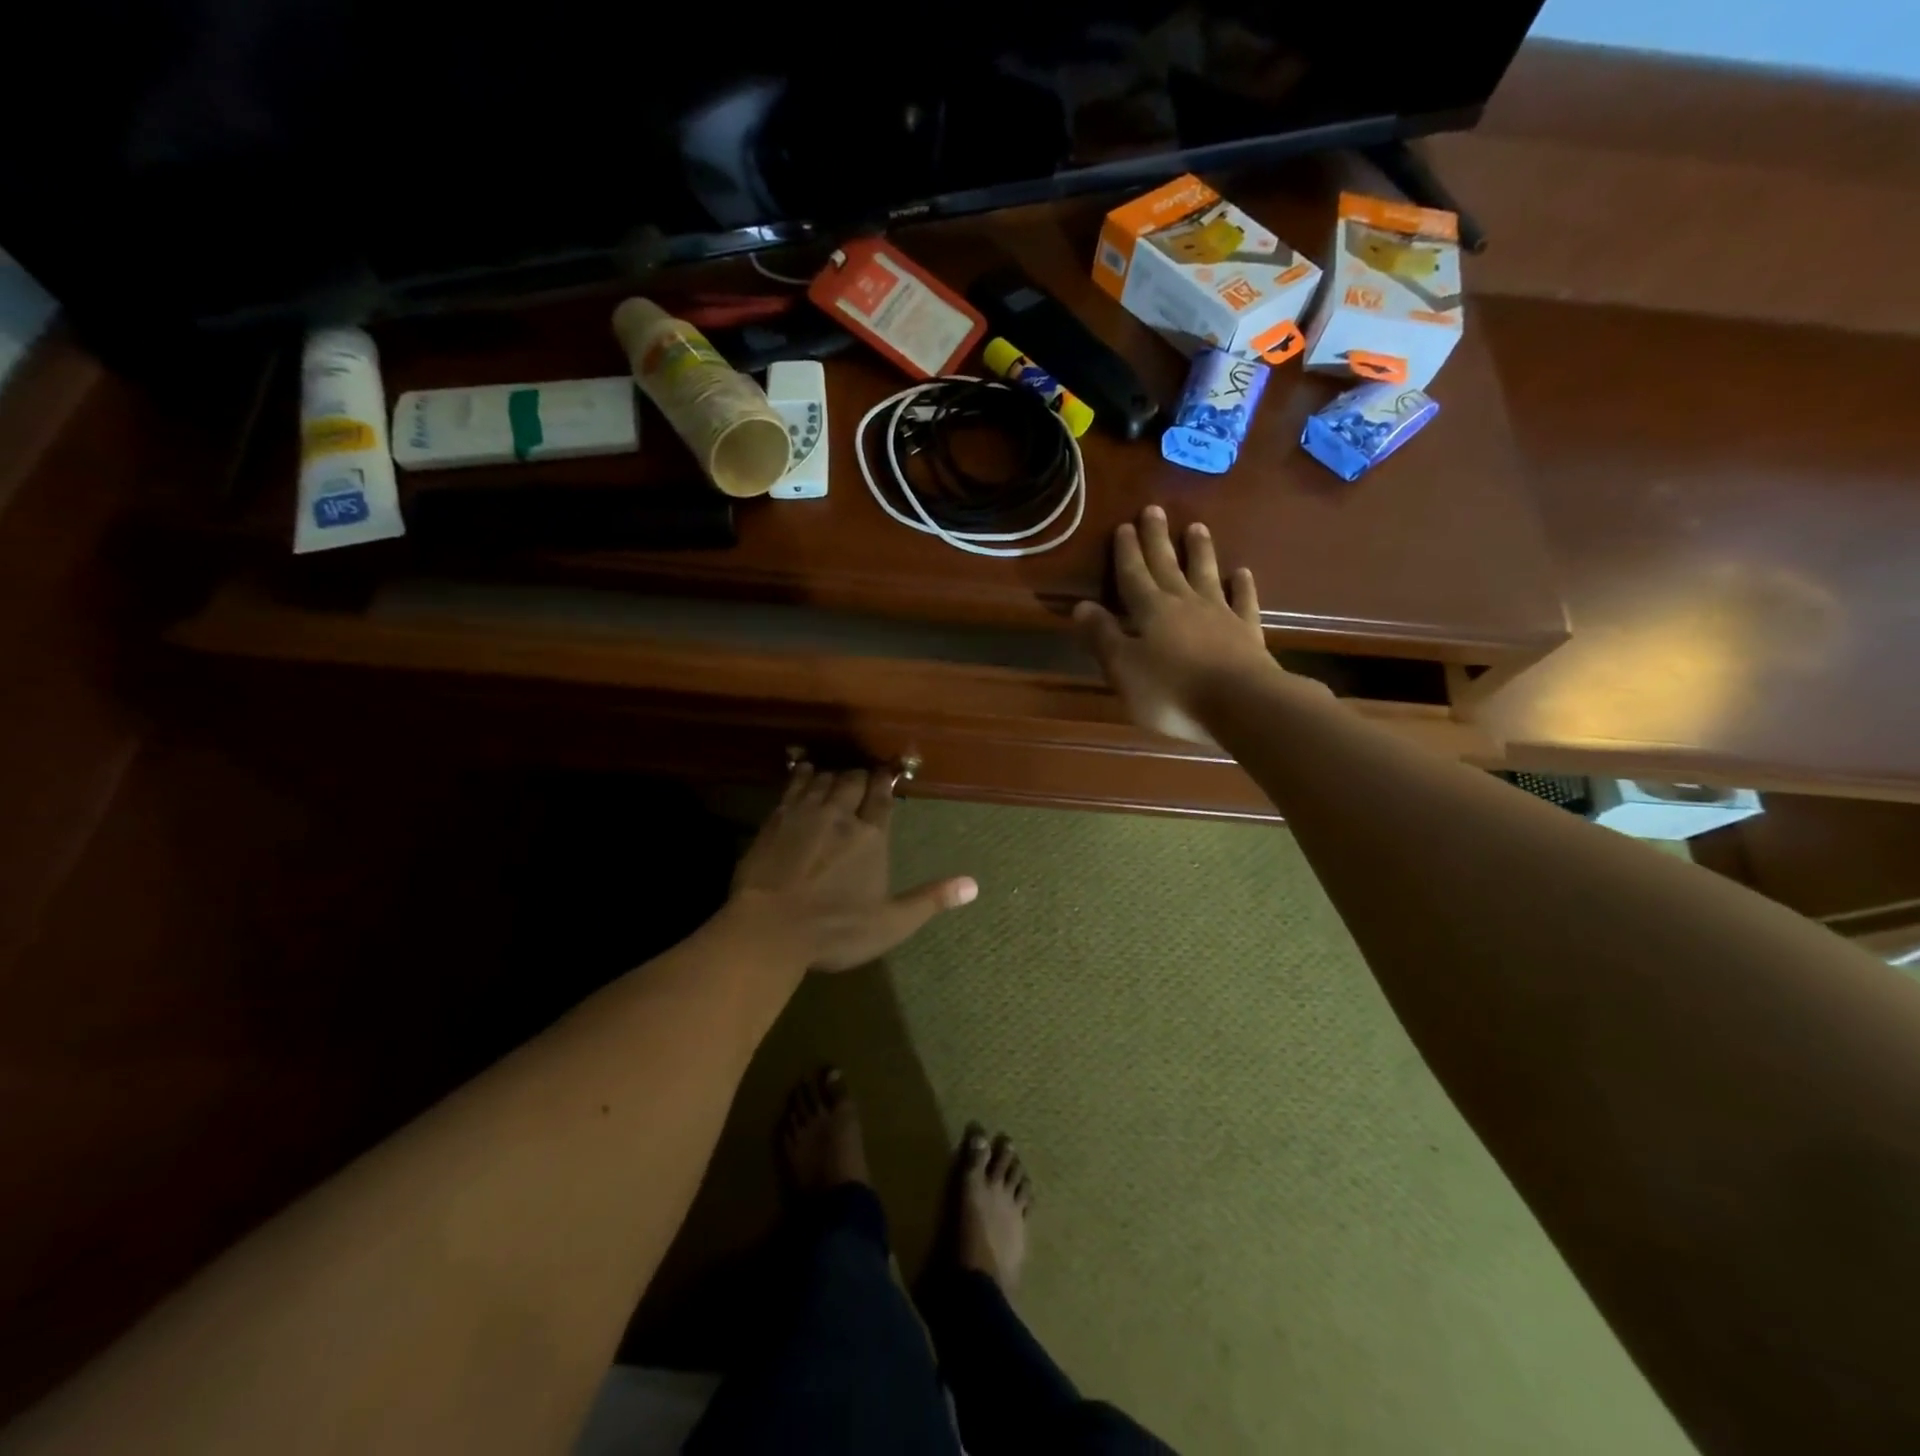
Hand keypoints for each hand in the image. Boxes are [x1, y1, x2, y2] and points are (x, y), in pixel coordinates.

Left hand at [728, 766, 977, 972]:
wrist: (769, 928)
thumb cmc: (835, 929)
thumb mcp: (891, 923)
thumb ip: (931, 899)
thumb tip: (974, 885)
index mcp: (871, 836)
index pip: (882, 798)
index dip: (886, 782)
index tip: (888, 772)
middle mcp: (840, 815)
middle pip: (852, 781)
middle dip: (861, 777)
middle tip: (864, 779)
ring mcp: (805, 813)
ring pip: (824, 779)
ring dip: (833, 775)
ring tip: (837, 777)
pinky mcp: (776, 819)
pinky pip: (793, 785)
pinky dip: (803, 775)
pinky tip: (805, 771)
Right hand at [1073, 506, 1307, 744]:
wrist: (1241, 704)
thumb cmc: (1172, 691)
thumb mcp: (1124, 669)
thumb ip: (1103, 636)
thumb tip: (1080, 606)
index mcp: (1151, 611)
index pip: (1134, 575)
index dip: (1127, 552)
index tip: (1123, 526)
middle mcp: (1184, 603)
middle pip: (1167, 566)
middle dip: (1158, 539)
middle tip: (1154, 510)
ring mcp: (1220, 615)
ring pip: (1206, 575)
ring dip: (1200, 552)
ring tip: (1197, 527)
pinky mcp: (1247, 633)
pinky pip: (1243, 602)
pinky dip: (1242, 586)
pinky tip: (1242, 573)